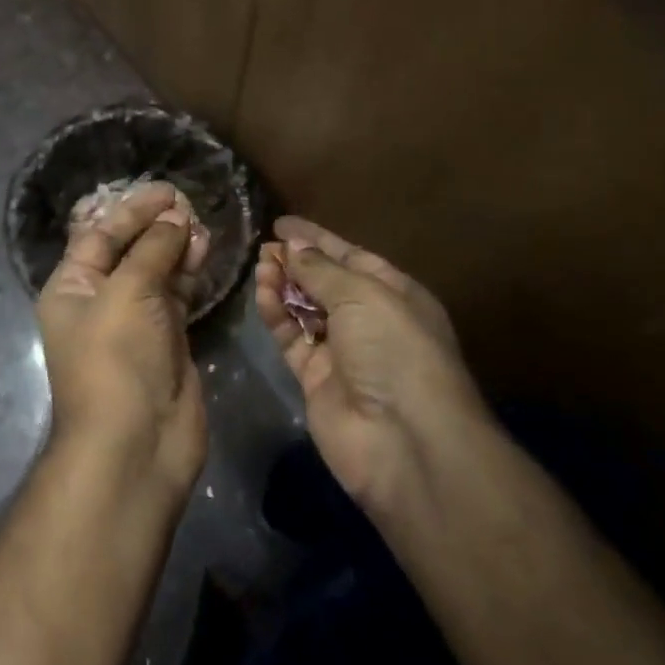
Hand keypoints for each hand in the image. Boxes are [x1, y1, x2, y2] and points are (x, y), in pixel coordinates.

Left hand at [37, 181, 209, 491]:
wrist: (136, 443)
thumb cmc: (116, 358)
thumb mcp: (128, 292)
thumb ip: (153, 249)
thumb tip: (176, 217)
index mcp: (72, 288)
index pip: (100, 235)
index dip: (132, 210)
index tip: (166, 190)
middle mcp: (100, 301)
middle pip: (129, 250)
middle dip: (156, 226)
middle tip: (188, 204)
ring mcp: (135, 322)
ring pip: (156, 271)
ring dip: (177, 247)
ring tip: (201, 225)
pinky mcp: (167, 340)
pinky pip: (177, 296)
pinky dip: (190, 273)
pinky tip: (205, 251)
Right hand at [255, 216, 483, 513]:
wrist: (404, 439)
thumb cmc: (394, 348)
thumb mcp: (362, 295)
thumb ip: (321, 269)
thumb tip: (292, 246)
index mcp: (394, 293)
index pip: (350, 256)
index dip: (316, 239)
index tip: (281, 224)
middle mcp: (370, 320)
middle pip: (325, 282)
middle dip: (296, 263)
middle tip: (263, 248)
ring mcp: (343, 352)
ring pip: (305, 310)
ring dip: (283, 287)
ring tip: (259, 267)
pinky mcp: (316, 380)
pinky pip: (292, 339)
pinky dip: (277, 316)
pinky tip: (262, 295)